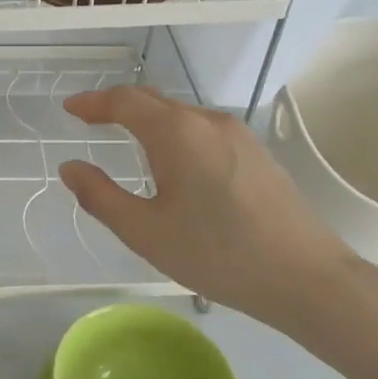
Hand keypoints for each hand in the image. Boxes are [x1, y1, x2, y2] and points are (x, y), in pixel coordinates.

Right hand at [58, 86, 364, 340]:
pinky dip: (175, 133)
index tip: (70, 109)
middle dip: (118, 106)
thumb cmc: (218, 254)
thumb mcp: (146, 232)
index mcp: (176, 133)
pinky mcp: (257, 152)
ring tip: (127, 139)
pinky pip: (203, 129)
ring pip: (181, 115)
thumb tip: (70, 168)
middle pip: (154, 101)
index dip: (93, 102)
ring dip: (148, 119)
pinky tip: (174, 162)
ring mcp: (238, 134)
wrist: (307, 278)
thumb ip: (100, 196)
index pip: (125, 100)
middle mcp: (207, 121)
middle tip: (90, 119)